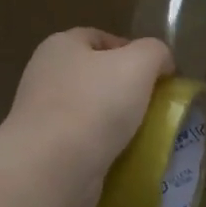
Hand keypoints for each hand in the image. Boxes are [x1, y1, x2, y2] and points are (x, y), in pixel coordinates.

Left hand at [0, 28, 174, 206]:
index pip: (100, 38)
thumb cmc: (94, 105)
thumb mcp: (138, 64)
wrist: (51, 169)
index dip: (132, 51)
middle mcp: (46, 76)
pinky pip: (84, 144)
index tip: (159, 74)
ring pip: (92, 113)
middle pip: (96, 76)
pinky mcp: (46, 151)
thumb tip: (162, 63)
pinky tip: (125, 158)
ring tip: (146, 135)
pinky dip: (105, 150)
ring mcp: (43, 116)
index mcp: (60, 46)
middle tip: (156, 105)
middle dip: (127, 90)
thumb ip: (155, 52)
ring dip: (118, 124)